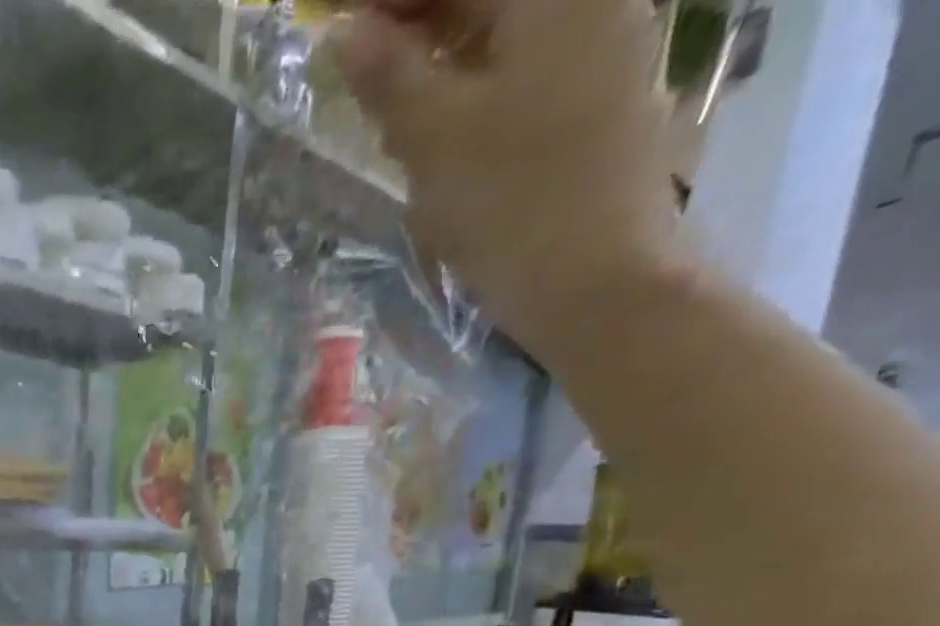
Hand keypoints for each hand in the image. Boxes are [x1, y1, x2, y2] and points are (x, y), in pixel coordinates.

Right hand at [336, 0, 684, 353]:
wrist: (599, 282)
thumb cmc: (512, 204)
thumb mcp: (434, 140)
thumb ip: (389, 78)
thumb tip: (345, 33)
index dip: (388, 2)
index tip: (336, 24)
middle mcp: (588, 1)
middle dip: (414, 22)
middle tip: (356, 61)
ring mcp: (603, 48)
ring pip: (503, 31)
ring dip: (439, 55)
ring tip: (386, 100)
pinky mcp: (600, 100)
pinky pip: (524, 67)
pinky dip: (473, 84)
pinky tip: (438, 125)